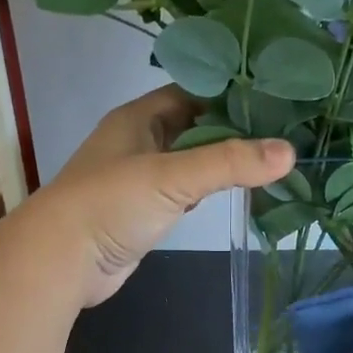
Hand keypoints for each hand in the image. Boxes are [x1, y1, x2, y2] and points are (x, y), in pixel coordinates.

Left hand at [30, 87, 293, 306]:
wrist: (63, 260)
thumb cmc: (112, 204)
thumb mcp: (173, 176)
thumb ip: (230, 164)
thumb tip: (290, 153)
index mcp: (138, 118)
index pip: (191, 92)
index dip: (228, 92)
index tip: (272, 96)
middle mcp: (137, 142)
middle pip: (192, 126)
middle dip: (231, 129)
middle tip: (280, 131)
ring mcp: (138, 179)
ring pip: (187, 161)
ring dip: (219, 162)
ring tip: (267, 160)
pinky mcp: (141, 213)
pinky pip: (180, 193)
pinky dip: (204, 192)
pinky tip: (231, 194)